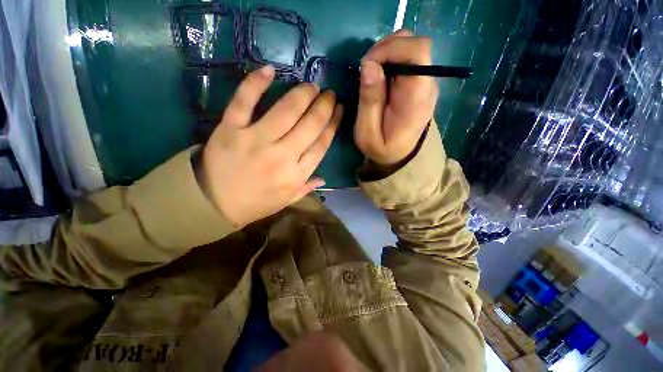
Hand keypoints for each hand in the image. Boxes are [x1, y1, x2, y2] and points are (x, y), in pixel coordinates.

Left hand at [200, 65, 342, 226]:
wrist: (212, 203)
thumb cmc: (255, 203)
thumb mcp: (286, 200)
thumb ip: (306, 188)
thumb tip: (323, 178)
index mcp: (295, 175)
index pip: (321, 145)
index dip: (333, 124)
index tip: (339, 110)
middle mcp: (281, 157)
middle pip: (310, 125)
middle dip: (324, 106)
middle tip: (329, 94)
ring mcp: (255, 140)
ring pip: (286, 111)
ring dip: (302, 94)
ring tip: (311, 86)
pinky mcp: (230, 129)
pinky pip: (244, 101)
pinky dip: (255, 83)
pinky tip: (269, 70)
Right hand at [354, 30, 438, 166]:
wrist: (399, 156)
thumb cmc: (382, 148)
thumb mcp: (367, 133)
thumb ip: (369, 101)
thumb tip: (368, 65)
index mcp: (415, 98)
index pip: (417, 52)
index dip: (390, 48)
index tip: (367, 65)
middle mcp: (427, 84)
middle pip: (414, 44)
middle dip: (385, 49)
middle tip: (366, 70)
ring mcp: (425, 82)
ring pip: (410, 47)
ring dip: (386, 53)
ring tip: (371, 73)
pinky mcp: (420, 83)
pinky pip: (407, 59)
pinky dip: (390, 60)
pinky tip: (379, 77)